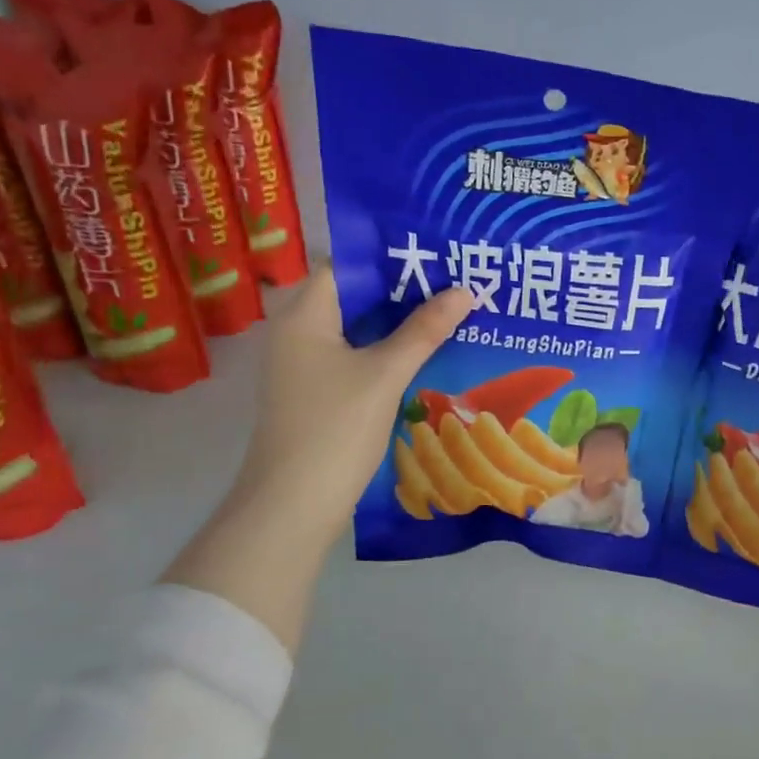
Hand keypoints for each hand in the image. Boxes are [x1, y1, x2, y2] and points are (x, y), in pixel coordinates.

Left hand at [235, 266, 471, 552]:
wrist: (293, 505)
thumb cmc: (335, 429)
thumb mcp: (385, 374)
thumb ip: (424, 330)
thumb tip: (465, 291)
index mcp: (304, 315)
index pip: (346, 265)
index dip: (389, 256)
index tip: (435, 254)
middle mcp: (298, 333)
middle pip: (354, 298)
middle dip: (402, 291)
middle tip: (453, 282)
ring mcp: (305, 367)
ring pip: (357, 331)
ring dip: (398, 324)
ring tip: (449, 312)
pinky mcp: (317, 395)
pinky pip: (356, 359)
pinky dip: (387, 353)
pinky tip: (426, 356)